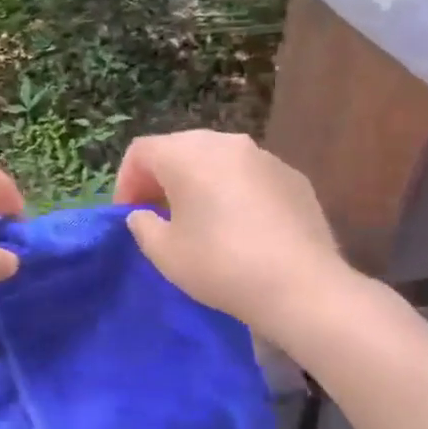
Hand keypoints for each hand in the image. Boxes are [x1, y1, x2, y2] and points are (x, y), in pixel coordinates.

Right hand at [114, 130, 357, 331]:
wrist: (301, 286)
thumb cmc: (220, 264)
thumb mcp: (164, 253)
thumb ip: (142, 225)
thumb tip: (143, 214)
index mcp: (187, 154)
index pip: (142, 151)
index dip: (126, 182)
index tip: (128, 215)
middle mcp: (226, 143)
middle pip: (180, 149)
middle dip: (161, 179)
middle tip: (157, 215)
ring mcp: (265, 157)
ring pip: (217, 160)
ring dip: (199, 182)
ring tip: (199, 220)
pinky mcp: (293, 177)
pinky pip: (249, 176)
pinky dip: (234, 191)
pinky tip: (240, 227)